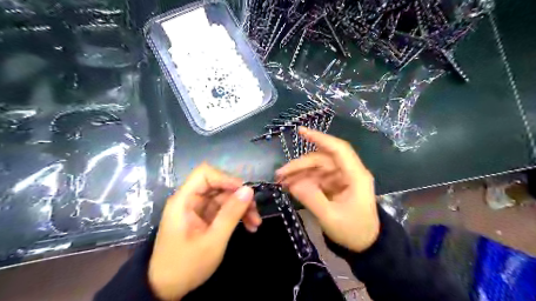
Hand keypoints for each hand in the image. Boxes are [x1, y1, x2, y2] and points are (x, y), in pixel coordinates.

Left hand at [148, 163, 261, 299]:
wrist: (168, 289)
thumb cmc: (186, 265)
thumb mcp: (213, 240)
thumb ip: (231, 213)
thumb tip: (248, 190)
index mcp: (184, 200)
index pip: (205, 174)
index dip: (226, 178)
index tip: (244, 191)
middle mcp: (191, 200)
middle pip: (218, 186)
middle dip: (238, 196)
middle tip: (255, 210)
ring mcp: (198, 209)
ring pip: (224, 198)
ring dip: (241, 208)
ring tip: (256, 223)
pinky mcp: (205, 218)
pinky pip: (223, 210)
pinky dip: (237, 216)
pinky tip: (250, 226)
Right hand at [276, 127, 380, 253]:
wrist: (365, 246)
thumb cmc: (353, 232)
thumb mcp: (331, 218)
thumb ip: (311, 198)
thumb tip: (292, 183)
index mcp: (356, 176)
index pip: (338, 149)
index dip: (320, 138)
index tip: (301, 131)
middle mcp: (349, 172)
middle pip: (322, 160)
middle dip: (300, 165)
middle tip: (280, 174)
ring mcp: (341, 178)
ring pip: (317, 168)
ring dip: (299, 173)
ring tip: (282, 181)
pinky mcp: (335, 185)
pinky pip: (317, 178)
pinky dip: (303, 180)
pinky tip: (291, 185)